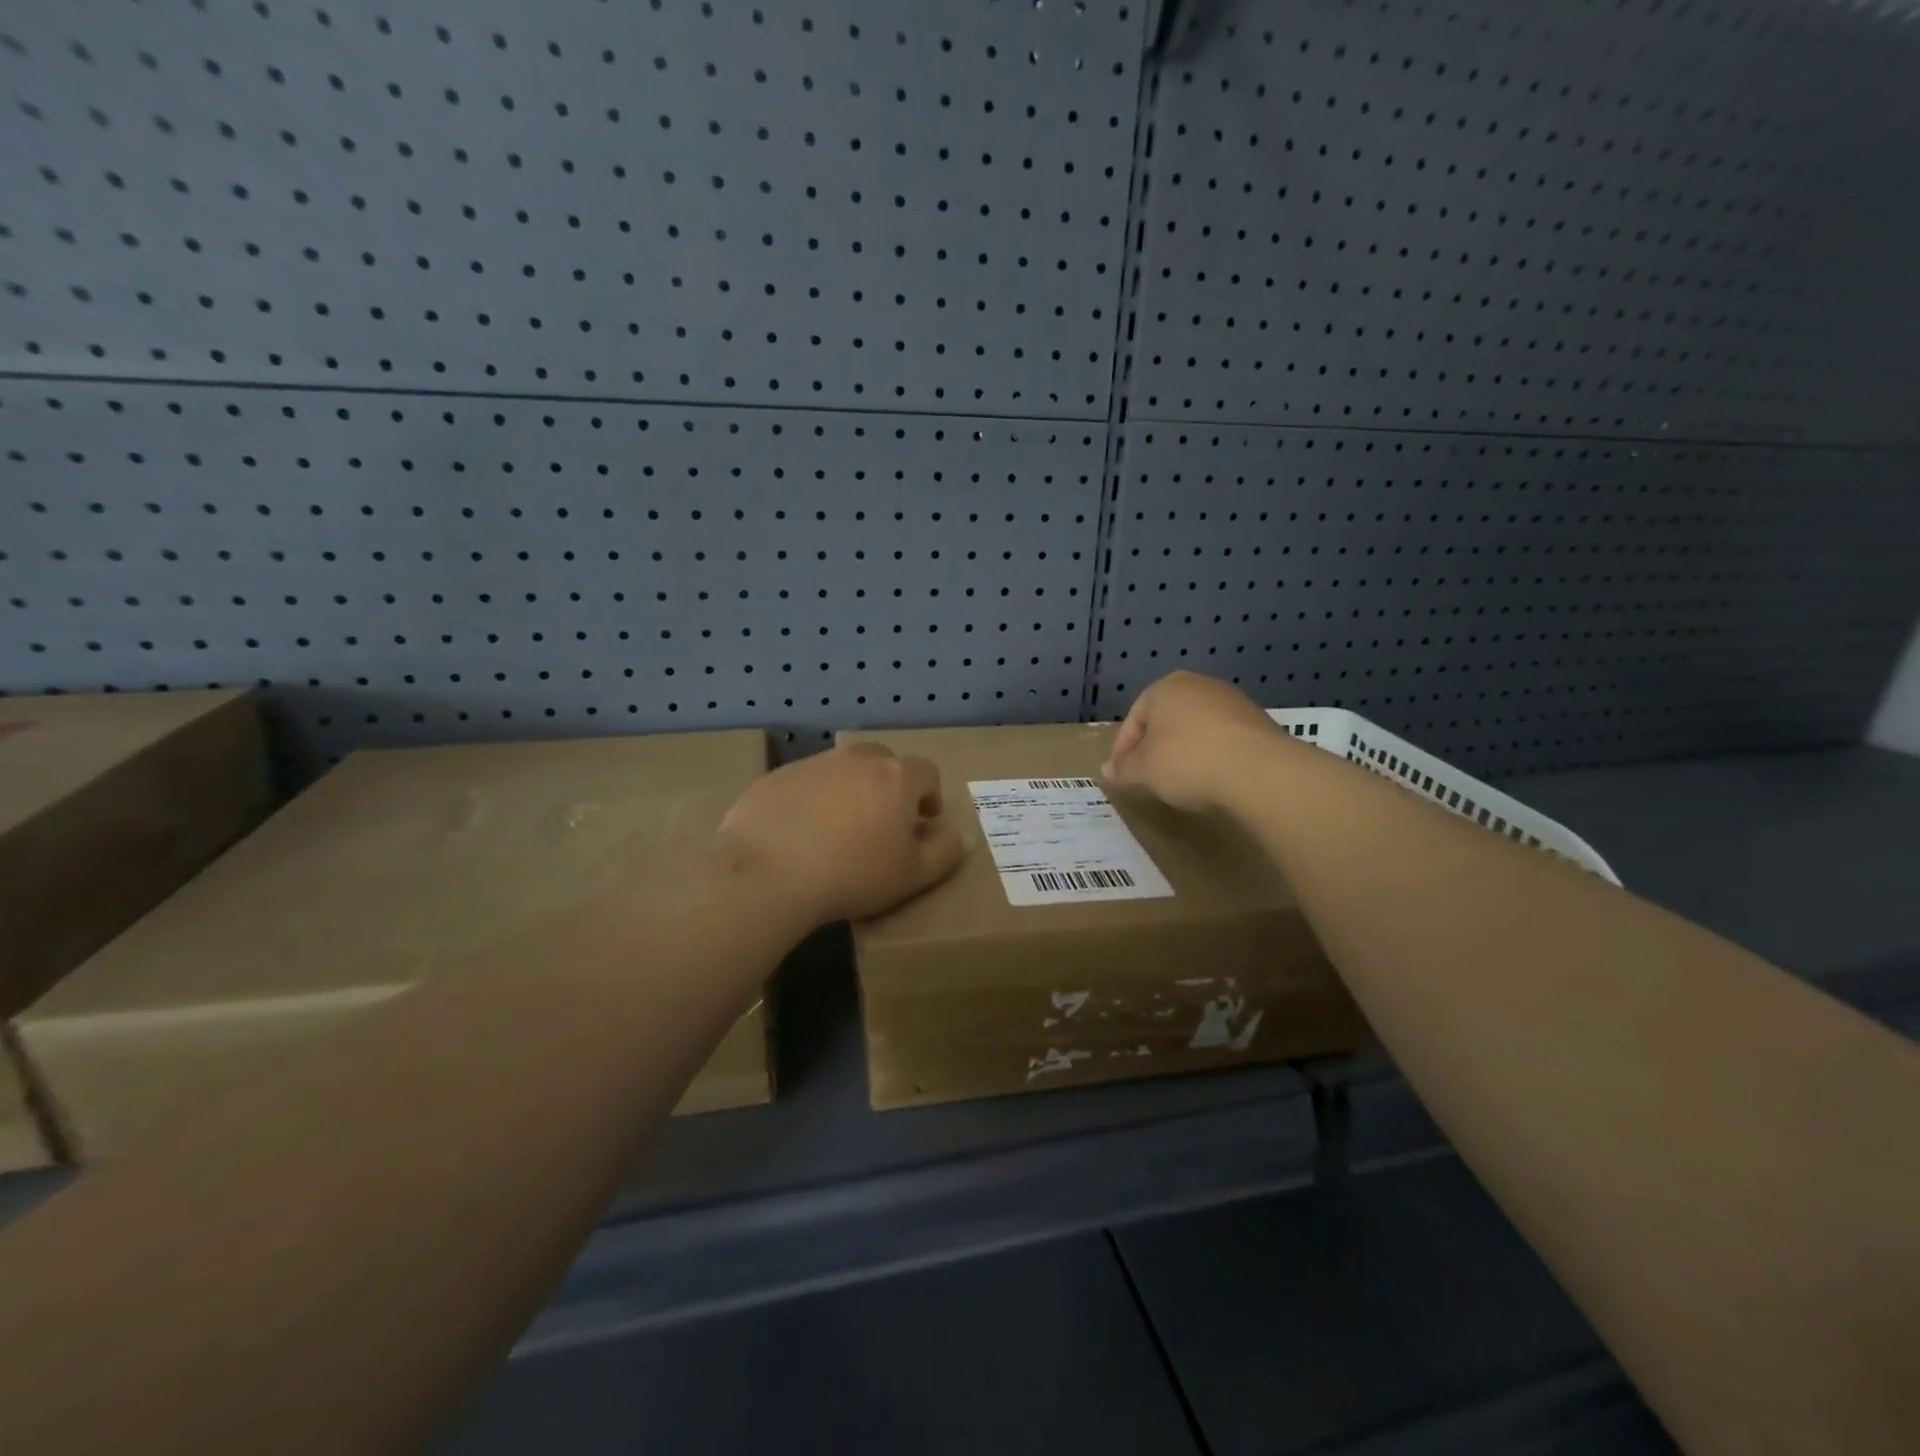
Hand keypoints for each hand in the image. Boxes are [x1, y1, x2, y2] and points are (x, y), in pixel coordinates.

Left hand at [718, 743, 964, 925]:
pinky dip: (810, 799)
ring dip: (848, 790)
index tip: (922, 821)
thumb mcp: (912, 875)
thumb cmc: (853, 874)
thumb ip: (944, 853)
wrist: (769, 873)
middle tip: (881, 822)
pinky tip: (799, 833)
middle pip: (883, 761)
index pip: (926, 772)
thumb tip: (958, 836)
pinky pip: (804, 782)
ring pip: (841, 769)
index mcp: (896, 777)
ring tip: (838, 829)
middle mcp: (856, 759)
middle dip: (889, 785)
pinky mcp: (776, 777)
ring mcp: (813, 764)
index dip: (929, 795)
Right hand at [1102, 671, 1281, 811]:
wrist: (1258, 771)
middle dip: (1154, 747)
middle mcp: (1199, 685)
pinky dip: (1211, 756)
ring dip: (1184, 751)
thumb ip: (1124, 769)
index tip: (1120, 775)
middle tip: (1147, 776)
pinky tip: (1211, 778)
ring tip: (1180, 780)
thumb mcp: (1144, 770)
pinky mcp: (1258, 722)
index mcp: (1166, 687)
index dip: (1123, 749)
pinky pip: (1223, 739)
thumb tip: (1107, 770)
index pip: (1134, 719)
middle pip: (1166, 719)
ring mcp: (1233, 701)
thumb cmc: (1187, 761)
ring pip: (1196, 728)